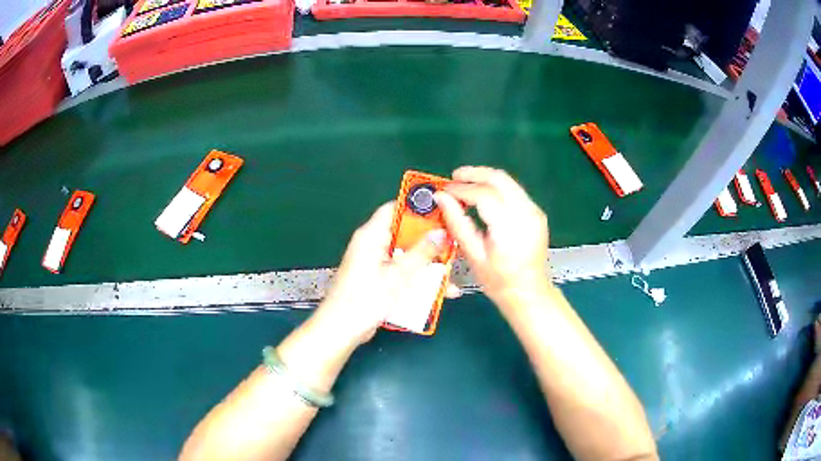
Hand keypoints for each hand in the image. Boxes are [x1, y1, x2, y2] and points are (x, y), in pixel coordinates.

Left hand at [311, 202, 453, 348]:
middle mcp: (373, 245)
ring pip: (408, 256)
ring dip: (428, 264)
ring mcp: (377, 264)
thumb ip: (421, 253)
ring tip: (452, 271)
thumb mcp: (397, 275)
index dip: (418, 206)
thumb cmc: (365, 299)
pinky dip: (419, 279)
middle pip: (406, 233)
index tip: (443, 210)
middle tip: (454, 243)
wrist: (342, 330)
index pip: (395, 208)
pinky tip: (440, 291)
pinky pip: (404, 273)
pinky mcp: (380, 280)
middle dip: (430, 240)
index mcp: (371, 235)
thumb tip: (441, 233)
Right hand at [435, 166, 549, 305]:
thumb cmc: (499, 280)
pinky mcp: (536, 212)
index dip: (461, 189)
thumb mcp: (473, 254)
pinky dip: (497, 188)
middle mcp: (526, 214)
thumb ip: (457, 222)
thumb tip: (441, 198)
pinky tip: (483, 195)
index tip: (444, 190)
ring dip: (485, 179)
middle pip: (500, 179)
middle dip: (475, 174)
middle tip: (454, 177)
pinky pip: (514, 191)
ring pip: (508, 181)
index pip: (483, 195)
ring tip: (465, 184)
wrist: (528, 291)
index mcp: (510, 228)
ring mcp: (534, 211)